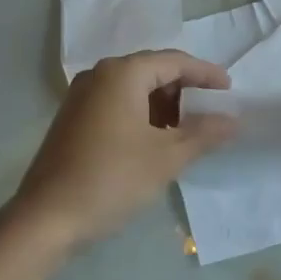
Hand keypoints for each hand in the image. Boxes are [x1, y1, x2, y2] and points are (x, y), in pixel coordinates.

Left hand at [13, 50, 235, 246]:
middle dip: (184, 90)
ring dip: (164, 106)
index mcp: (122, 73)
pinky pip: (117, 105)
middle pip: (152, 71)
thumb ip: (204, 134)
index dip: (205, 74)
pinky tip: (157, 141)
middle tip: (212, 112)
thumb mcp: (167, 157)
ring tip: (190, 130)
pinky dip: (142, 116)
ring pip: (133, 90)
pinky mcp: (74, 119)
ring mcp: (82, 97)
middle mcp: (99, 75)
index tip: (230, 90)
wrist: (47, 218)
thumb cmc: (112, 179)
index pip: (174, 61)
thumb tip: (232, 120)